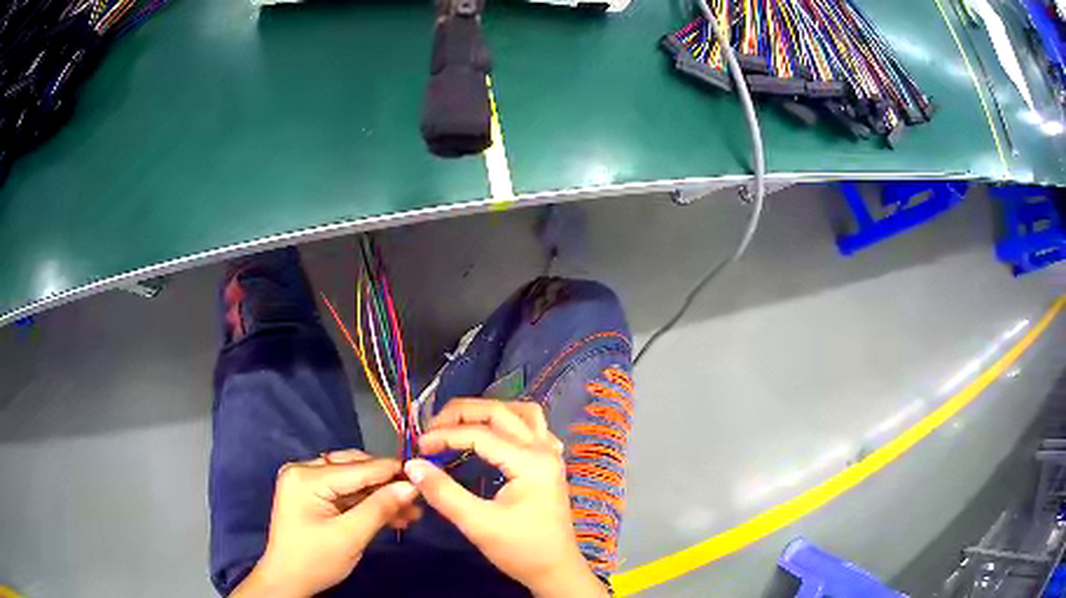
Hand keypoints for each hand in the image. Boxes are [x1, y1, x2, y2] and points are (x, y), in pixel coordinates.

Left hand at [234, 450, 419, 597]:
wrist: (288, 581)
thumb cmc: (315, 560)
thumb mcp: (350, 536)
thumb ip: (379, 508)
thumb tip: (411, 486)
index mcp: (306, 476)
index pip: (357, 468)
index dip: (392, 471)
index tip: (425, 474)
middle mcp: (304, 471)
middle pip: (354, 469)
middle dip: (387, 485)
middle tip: (419, 497)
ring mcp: (306, 483)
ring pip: (353, 482)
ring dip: (380, 496)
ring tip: (412, 512)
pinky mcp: (312, 496)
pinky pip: (345, 494)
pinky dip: (367, 504)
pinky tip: (393, 516)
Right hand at [405, 399, 607, 597]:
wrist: (556, 571)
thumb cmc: (520, 549)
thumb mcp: (477, 524)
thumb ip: (443, 492)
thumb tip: (413, 465)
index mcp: (530, 462)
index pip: (480, 434)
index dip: (444, 436)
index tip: (417, 447)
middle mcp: (544, 449)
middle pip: (500, 412)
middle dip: (462, 413)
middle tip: (432, 428)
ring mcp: (551, 455)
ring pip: (522, 413)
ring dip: (489, 412)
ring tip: (460, 424)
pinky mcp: (551, 465)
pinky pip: (534, 428)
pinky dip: (511, 423)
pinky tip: (497, 436)